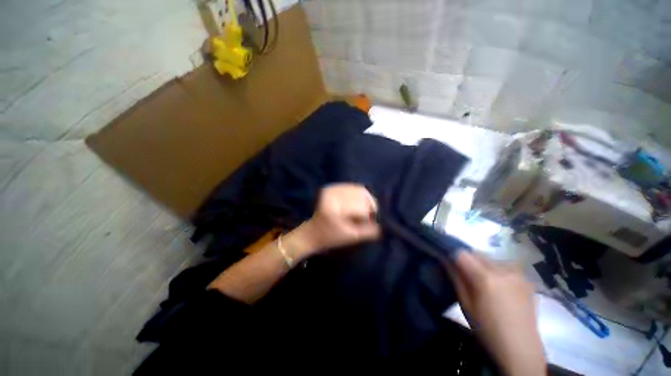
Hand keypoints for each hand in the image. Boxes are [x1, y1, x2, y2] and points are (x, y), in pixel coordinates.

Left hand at [290, 184, 379, 256]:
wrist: (313, 232)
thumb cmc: (331, 237)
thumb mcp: (351, 237)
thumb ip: (369, 231)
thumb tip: (383, 225)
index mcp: (334, 209)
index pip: (361, 208)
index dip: (369, 215)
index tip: (371, 222)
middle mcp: (332, 195)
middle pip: (361, 195)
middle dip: (370, 206)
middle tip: (370, 215)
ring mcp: (331, 189)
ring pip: (359, 189)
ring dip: (366, 199)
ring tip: (365, 209)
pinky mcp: (331, 187)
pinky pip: (352, 187)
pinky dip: (359, 194)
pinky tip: (359, 202)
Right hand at [448, 252, 545, 375]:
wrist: (521, 349)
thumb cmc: (487, 329)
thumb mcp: (466, 305)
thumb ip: (456, 278)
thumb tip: (445, 260)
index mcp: (486, 278)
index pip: (462, 253)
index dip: (453, 257)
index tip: (449, 264)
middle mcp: (503, 270)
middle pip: (477, 253)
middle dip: (467, 260)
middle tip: (464, 275)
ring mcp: (518, 274)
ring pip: (491, 258)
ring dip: (482, 264)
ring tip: (482, 282)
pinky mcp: (526, 279)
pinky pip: (505, 266)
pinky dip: (496, 270)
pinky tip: (498, 287)